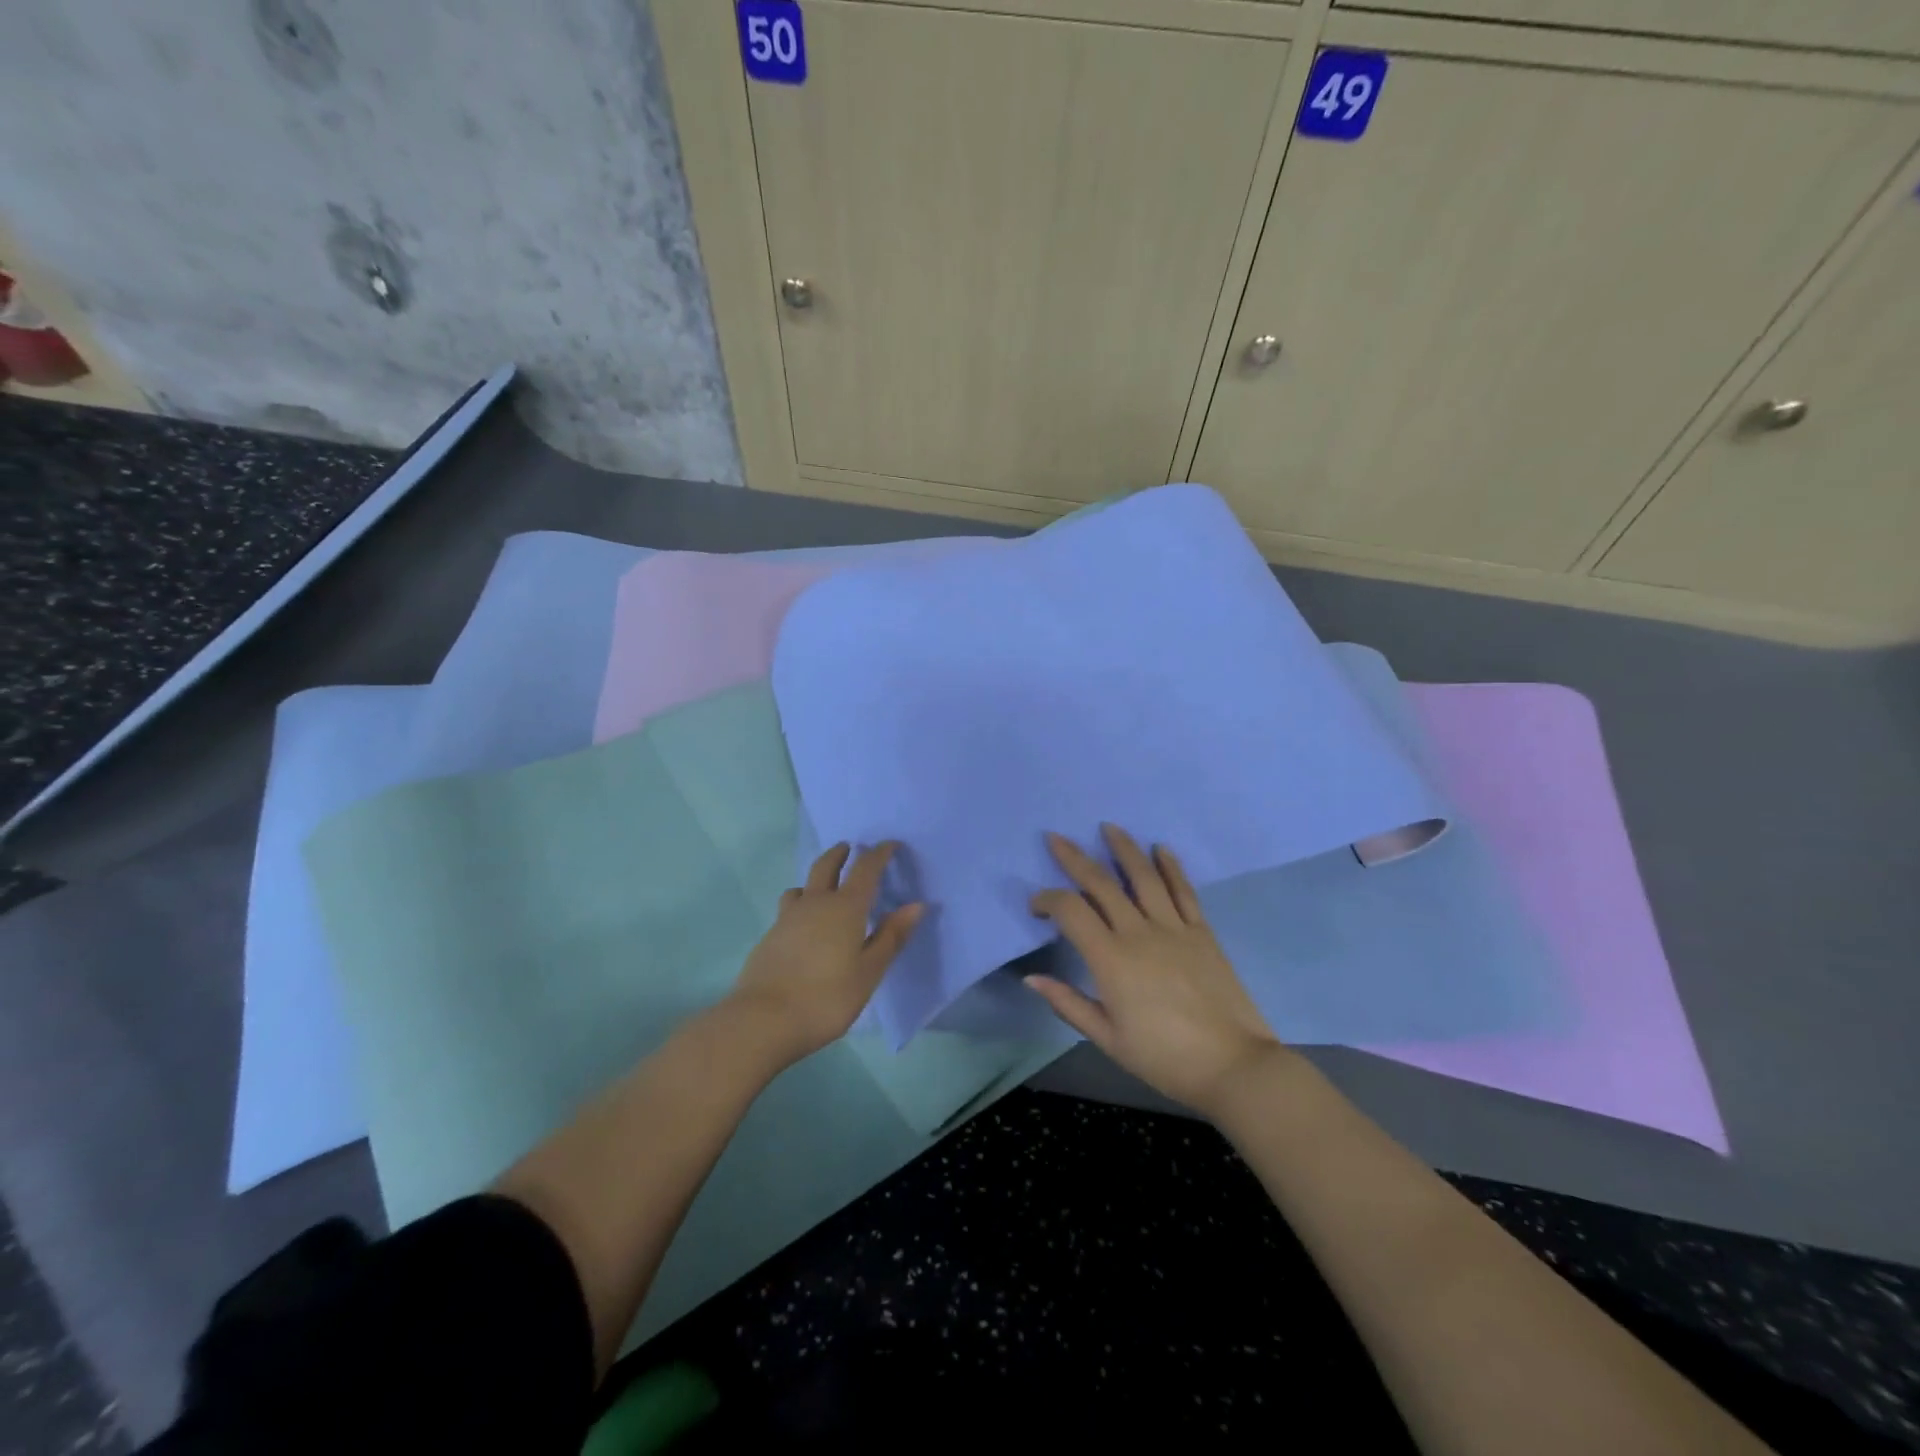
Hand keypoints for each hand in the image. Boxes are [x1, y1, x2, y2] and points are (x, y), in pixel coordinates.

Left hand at [729, 841, 922, 1065]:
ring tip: (823, 888)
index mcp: (845, 908)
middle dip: (840, 854)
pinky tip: (804, 927)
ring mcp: (787, 918)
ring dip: (815, 879)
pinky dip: (801, 905)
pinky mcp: (769, 937)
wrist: (763, 1019)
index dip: (879, 854)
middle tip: (849, 848)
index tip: (890, 845)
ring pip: (802, 887)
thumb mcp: (869, 972)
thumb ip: (891, 937)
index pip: (865, 869)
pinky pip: (789, 909)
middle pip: (826, 866)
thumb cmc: (827, 997)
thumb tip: (916, 905)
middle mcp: (815, 903)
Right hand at [1025, 824, 1291, 1117]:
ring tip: (1109, 827)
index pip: (1071, 911)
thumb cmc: (1164, 1058)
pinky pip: (1184, 891)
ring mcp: (1174, 928)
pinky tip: (1162, 848)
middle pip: (1102, 884)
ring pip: (1144, 877)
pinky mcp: (1202, 933)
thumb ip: (1068, 1004)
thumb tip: (1031, 978)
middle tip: (1056, 838)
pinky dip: (1171, 867)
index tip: (1037, 905)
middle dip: (1075, 858)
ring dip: (1124, 848)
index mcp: (1111, 960)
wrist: (1233, 1066)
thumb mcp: (1108, 1039)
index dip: (1048, 900)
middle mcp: (1139, 933)